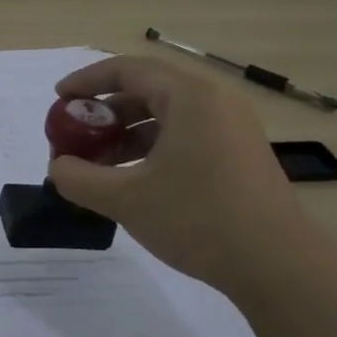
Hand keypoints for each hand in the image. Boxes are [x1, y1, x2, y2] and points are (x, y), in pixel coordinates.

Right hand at [45, 55, 305, 288]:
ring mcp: (232, 129)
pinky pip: (186, 136)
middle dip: (104, 111)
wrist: (278, 266)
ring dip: (126, 133)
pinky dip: (152, 148)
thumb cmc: (198, 219)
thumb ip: (79, 179)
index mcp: (190, 97)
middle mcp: (215, 102)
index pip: (127, 70)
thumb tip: (58, 167)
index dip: (86, 81)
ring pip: (167, 116)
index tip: (58, 99)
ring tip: (99, 164)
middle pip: (147, 90)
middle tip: (76, 135)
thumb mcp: (125, 199)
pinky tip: (134, 180)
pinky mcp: (240, 155)